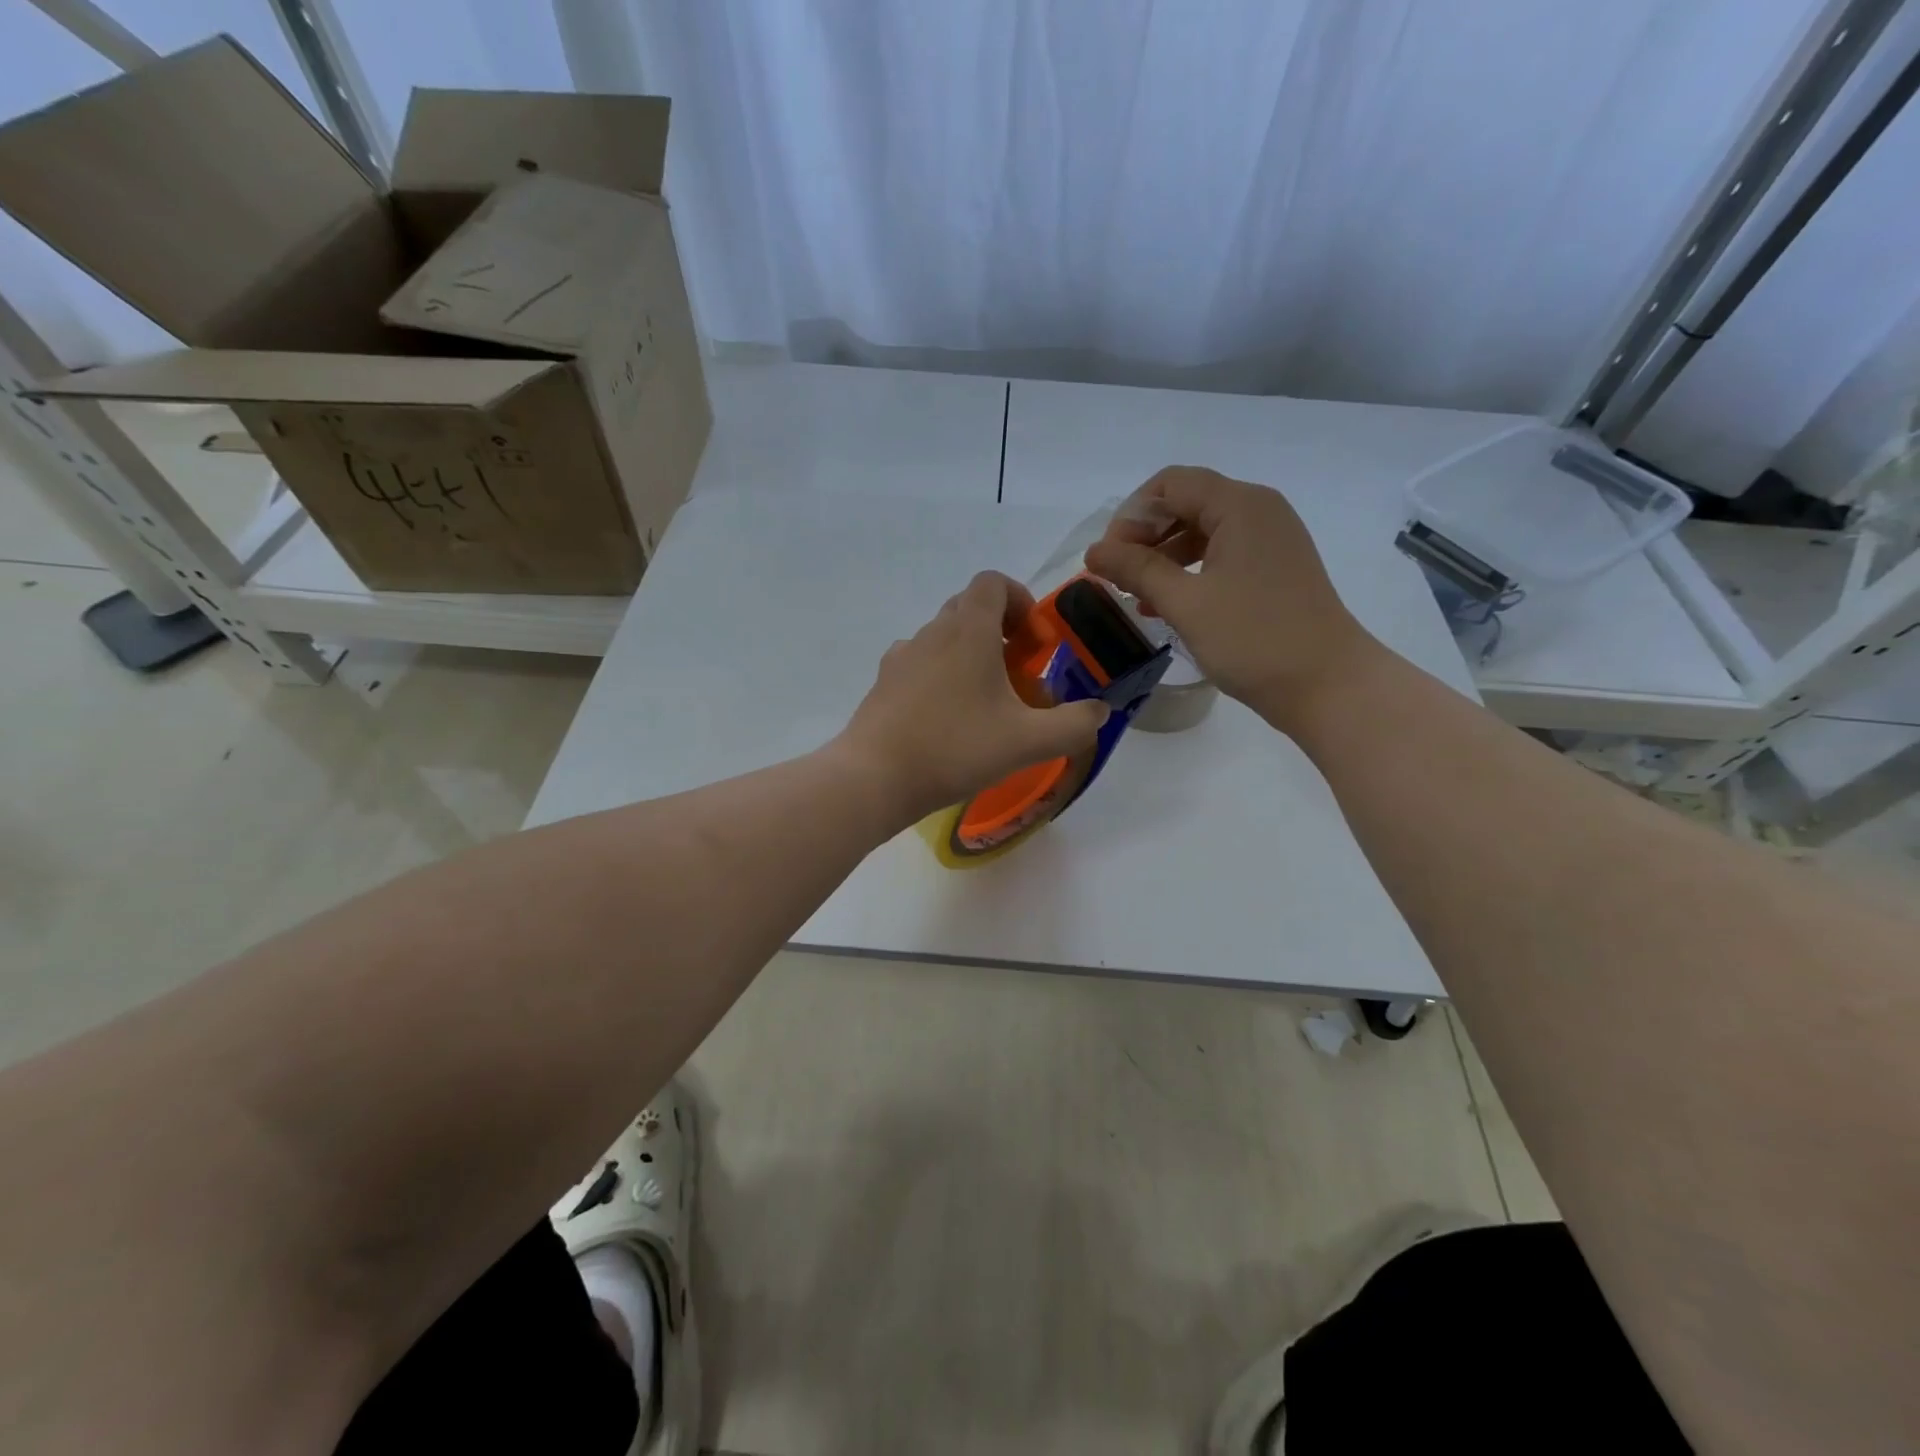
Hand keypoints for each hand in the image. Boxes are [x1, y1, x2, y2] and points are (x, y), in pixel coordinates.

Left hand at [838, 571, 1110, 820]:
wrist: (875, 777)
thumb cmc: (955, 749)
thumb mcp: (1028, 742)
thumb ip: (1074, 724)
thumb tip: (1099, 710)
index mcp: (968, 630)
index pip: (993, 582)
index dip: (1020, 600)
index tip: (1033, 641)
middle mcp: (932, 632)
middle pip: (969, 607)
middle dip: (999, 630)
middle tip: (1017, 673)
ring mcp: (902, 656)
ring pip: (943, 637)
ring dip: (969, 655)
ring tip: (984, 702)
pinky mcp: (884, 683)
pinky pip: (920, 664)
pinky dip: (940, 676)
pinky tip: (946, 718)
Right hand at [1083, 466, 1379, 725]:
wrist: (1326, 684)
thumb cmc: (1253, 639)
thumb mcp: (1186, 603)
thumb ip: (1136, 570)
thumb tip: (1094, 551)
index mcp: (1240, 505)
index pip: (1170, 484)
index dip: (1131, 516)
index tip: (1108, 558)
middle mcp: (1258, 510)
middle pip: (1186, 503)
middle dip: (1145, 535)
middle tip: (1116, 576)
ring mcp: (1270, 540)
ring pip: (1202, 531)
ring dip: (1163, 556)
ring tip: (1135, 594)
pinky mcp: (1274, 568)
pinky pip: (1221, 555)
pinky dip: (1189, 571)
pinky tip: (1166, 603)